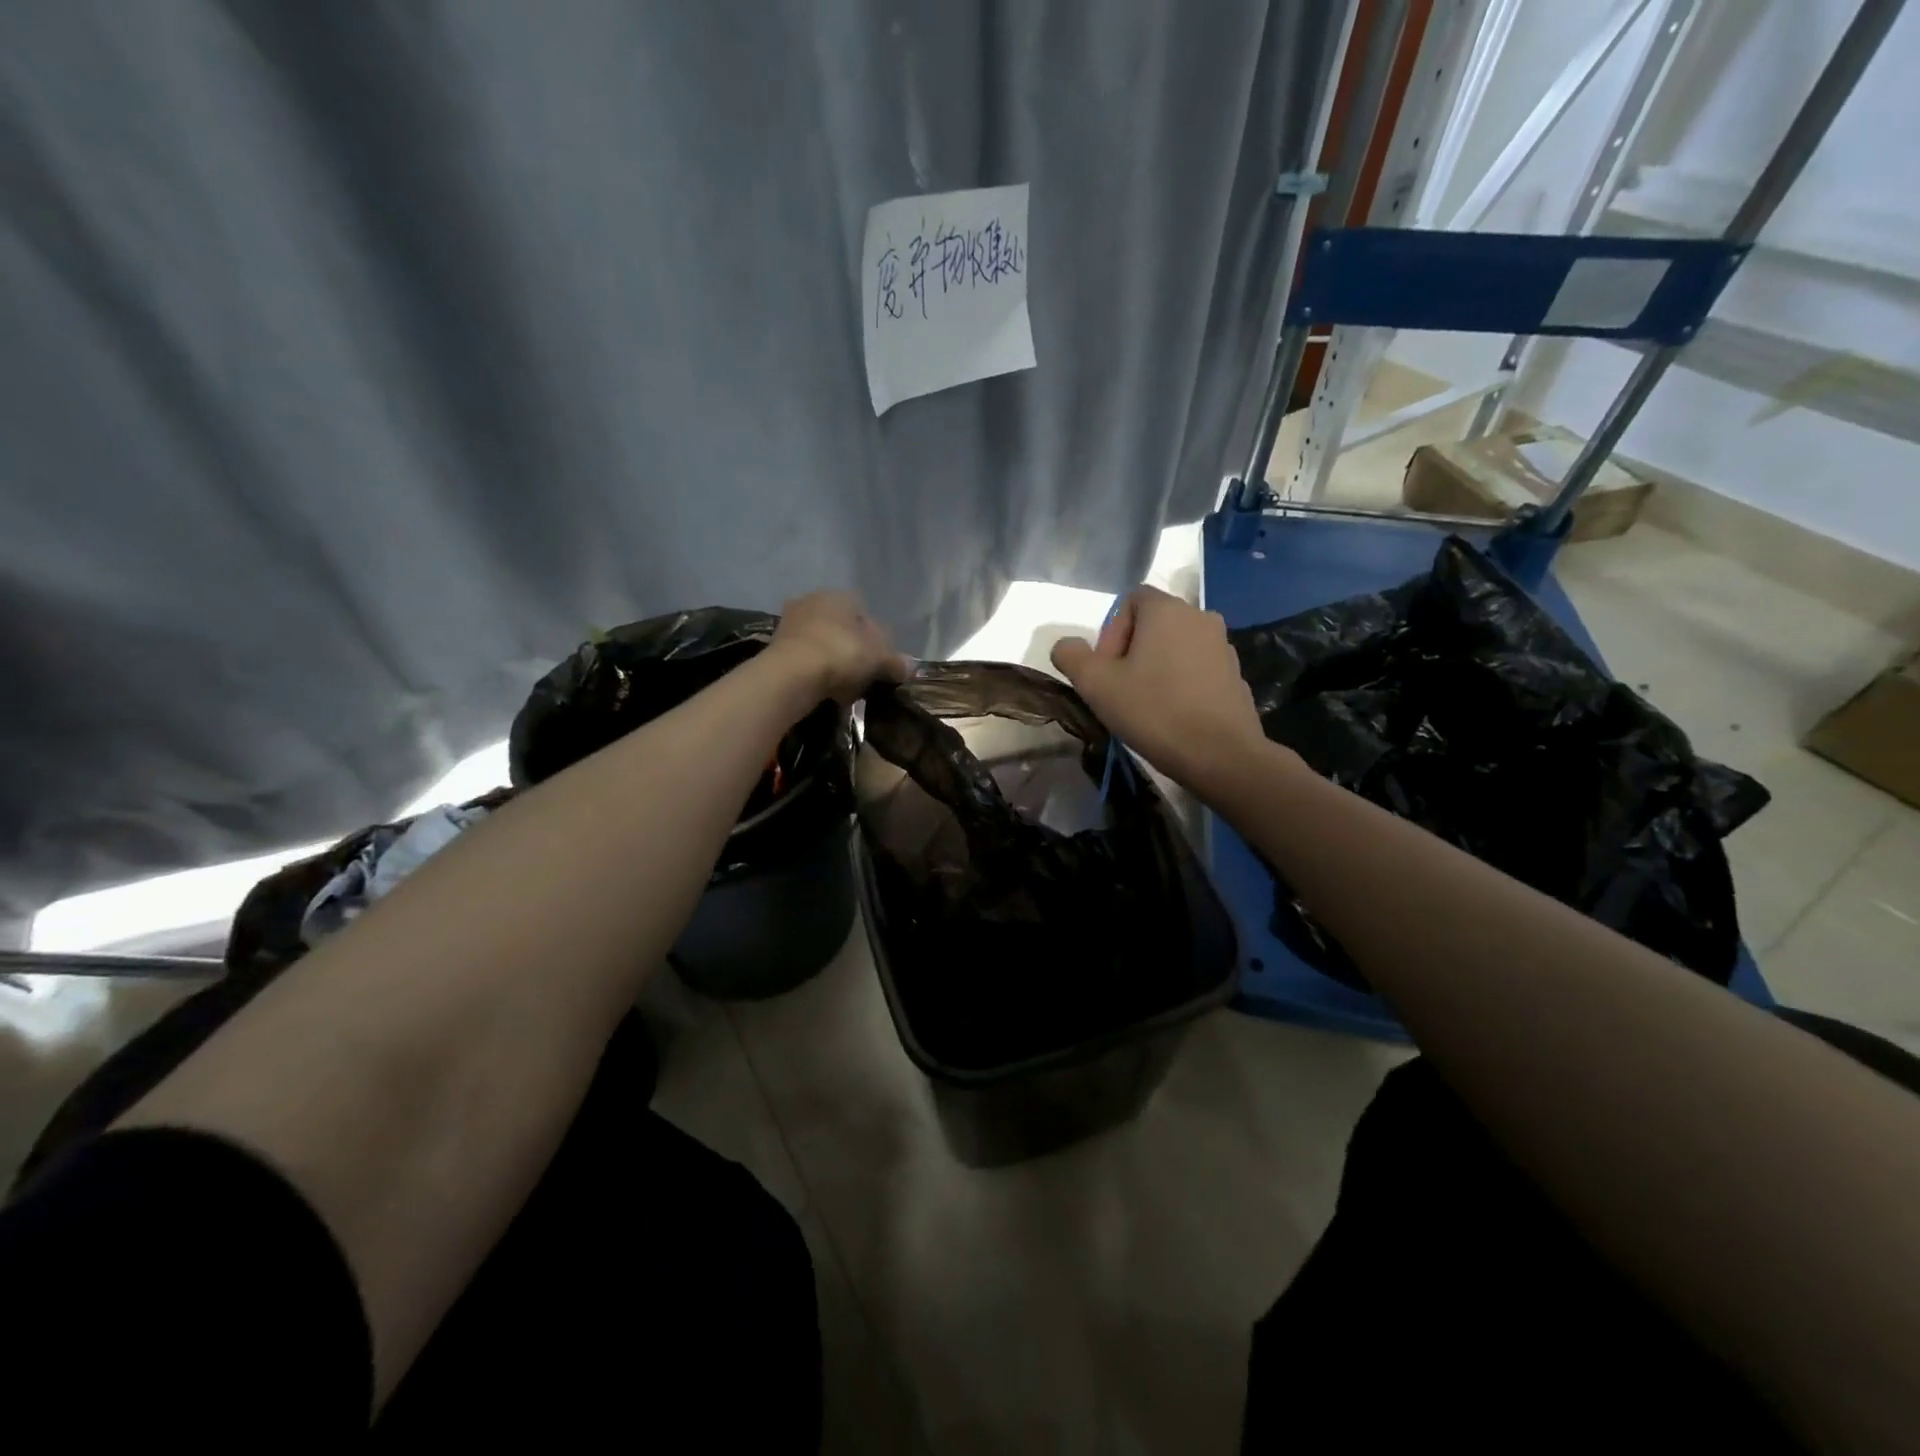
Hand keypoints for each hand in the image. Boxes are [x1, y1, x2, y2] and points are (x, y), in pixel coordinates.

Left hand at [767, 590, 907, 706]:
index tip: (880, 663)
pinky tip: (825, 689)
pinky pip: (806, 658)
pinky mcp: (775, 645)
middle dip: (853, 650)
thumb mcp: (878, 659)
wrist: (791, 674)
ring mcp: (791, 621)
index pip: (865, 614)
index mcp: (841, 596)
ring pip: (823, 643)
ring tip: (844, 687)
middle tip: (863, 676)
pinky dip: (816, 671)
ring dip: (833, 662)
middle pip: (842, 628)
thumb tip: (911, 666)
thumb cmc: (841, 655)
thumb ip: (895, 661)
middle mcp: (814, 600)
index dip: (876, 640)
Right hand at [1051, 586, 1280, 796]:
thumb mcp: (1095, 684)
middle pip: (1153, 624)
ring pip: (1175, 647)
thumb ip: (1071, 656)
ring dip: (1155, 668)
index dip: (1110, 632)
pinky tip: (1173, 715)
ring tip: (1146, 705)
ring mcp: (1223, 646)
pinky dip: (1180, 683)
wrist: (1220, 754)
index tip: (1107, 669)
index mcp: (1167, 610)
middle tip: (1120, 689)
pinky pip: (1197, 668)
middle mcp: (1200, 616)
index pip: (1130, 600)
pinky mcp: (1235, 674)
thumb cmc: (1154, 710)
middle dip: (1130, 651)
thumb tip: (1067, 646)